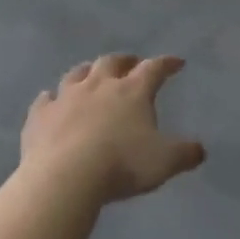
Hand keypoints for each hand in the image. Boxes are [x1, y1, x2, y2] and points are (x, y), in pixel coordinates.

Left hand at [21, 54, 205, 201]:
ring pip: (77, 74)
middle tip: (131, 63)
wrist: (65, 177)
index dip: (167, 64)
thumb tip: (199, 149)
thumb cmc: (122, 164)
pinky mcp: (40, 116)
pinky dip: (51, 98)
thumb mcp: (164, 162)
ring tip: (92, 74)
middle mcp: (99, 85)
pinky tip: (51, 100)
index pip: (154, 68)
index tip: (176, 62)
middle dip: (124, 61)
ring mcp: (66, 97)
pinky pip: (45, 100)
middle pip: (112, 62)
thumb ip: (185, 153)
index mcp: (132, 91)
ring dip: (87, 72)